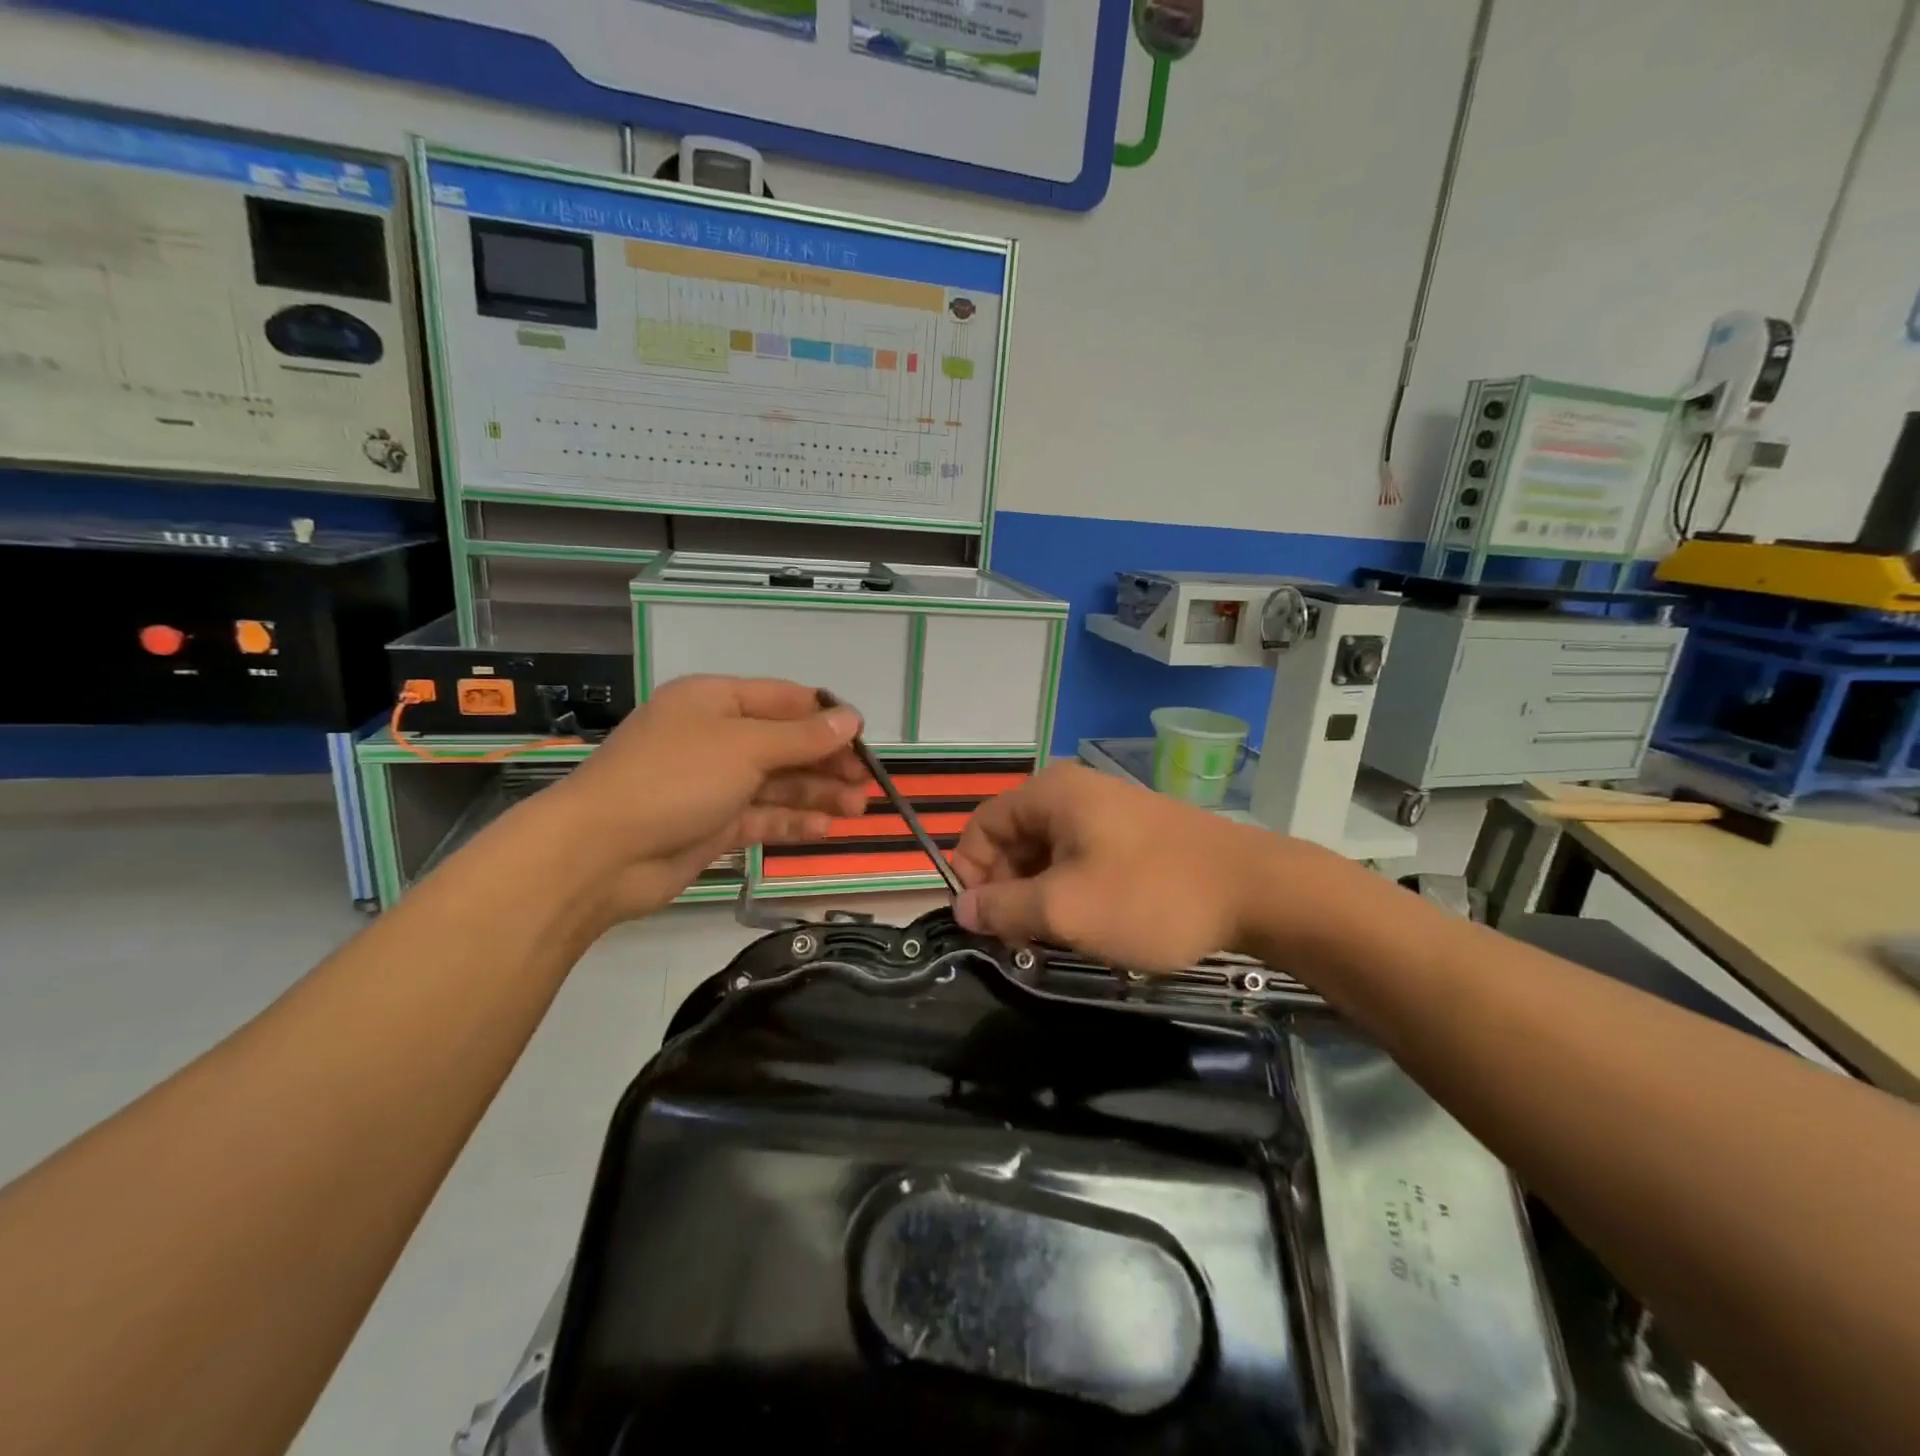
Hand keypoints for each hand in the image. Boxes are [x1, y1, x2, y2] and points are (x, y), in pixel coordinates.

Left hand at [539, 675, 868, 921]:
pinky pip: (762, 816)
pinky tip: (824, 829)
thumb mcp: (744, 747)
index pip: (784, 700)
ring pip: (777, 782)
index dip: (826, 717)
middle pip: (785, 743)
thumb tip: (851, 718)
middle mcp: (716, 737)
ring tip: (856, 808)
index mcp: (716, 701)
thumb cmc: (674, 778)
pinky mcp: (713, 824)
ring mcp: (714, 783)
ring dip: (817, 793)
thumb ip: (802, 736)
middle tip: (866, 783)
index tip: (865, 738)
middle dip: (826, 761)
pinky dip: (793, 820)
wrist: (600, 853)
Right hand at [950, 763, 1336, 971]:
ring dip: (1041, 897)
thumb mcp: (1065, 909)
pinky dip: (1073, 891)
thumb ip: (1003, 908)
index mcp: (1050, 794)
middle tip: (1024, 941)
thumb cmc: (1150, 896)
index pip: (980, 827)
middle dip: (1008, 891)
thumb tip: (961, 907)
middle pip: (1013, 840)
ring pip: (1048, 854)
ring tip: (1060, 939)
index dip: (971, 875)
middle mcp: (1073, 792)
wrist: (1257, 891)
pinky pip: (1081, 858)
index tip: (988, 923)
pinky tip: (1093, 924)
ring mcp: (1107, 810)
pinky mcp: (1133, 833)